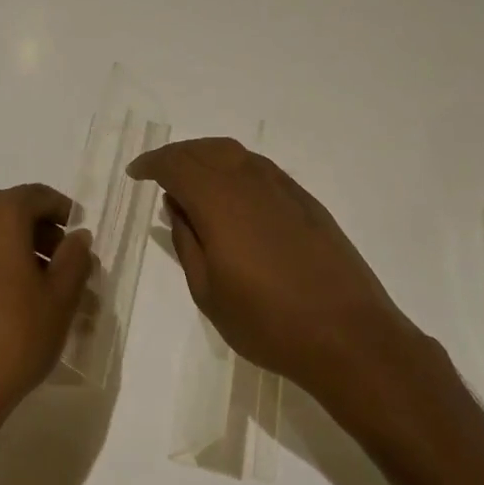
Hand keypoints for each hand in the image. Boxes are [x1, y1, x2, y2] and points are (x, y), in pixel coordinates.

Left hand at [0, 183, 94, 455]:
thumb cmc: (13, 337)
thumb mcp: (60, 298)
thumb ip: (74, 259)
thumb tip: (78, 237)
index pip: (38, 196)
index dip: (64, 212)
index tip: (81, 238)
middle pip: (14, 214)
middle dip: (45, 235)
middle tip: (70, 267)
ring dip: (23, 253)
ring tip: (48, 291)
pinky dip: (0, 267)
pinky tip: (18, 303)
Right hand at [127, 139, 421, 407]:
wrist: (347, 334)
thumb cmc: (267, 321)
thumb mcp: (208, 290)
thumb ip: (187, 240)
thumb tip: (176, 205)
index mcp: (220, 200)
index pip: (176, 164)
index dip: (152, 164)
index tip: (136, 175)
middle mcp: (251, 182)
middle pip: (206, 150)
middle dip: (177, 156)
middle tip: (159, 174)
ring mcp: (284, 188)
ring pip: (236, 154)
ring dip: (207, 158)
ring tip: (192, 181)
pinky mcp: (307, 202)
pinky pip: (261, 169)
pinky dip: (236, 170)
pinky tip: (234, 196)